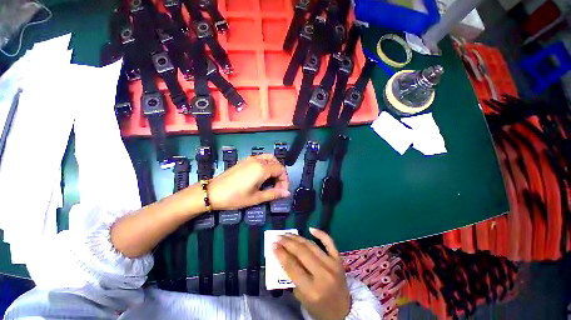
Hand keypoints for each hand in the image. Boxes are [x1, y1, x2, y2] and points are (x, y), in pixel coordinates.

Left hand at [207, 154, 289, 210]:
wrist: (213, 192)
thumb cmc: (235, 197)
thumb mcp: (256, 198)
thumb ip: (273, 194)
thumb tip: (287, 193)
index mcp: (262, 168)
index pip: (281, 170)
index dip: (285, 181)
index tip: (283, 192)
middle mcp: (258, 160)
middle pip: (276, 163)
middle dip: (281, 174)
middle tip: (278, 187)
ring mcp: (251, 159)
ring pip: (269, 158)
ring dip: (274, 168)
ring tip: (272, 181)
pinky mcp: (245, 160)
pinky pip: (261, 158)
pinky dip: (267, 165)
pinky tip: (263, 176)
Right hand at [274, 228, 350, 319]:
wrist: (344, 311)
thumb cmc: (319, 307)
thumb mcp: (302, 299)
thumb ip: (292, 278)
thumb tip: (284, 256)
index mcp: (312, 290)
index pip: (292, 267)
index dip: (281, 254)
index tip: (272, 244)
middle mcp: (323, 275)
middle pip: (301, 253)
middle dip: (287, 242)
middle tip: (278, 237)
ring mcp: (332, 265)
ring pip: (311, 246)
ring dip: (297, 238)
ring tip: (287, 234)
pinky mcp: (339, 260)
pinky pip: (329, 242)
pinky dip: (320, 234)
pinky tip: (310, 228)